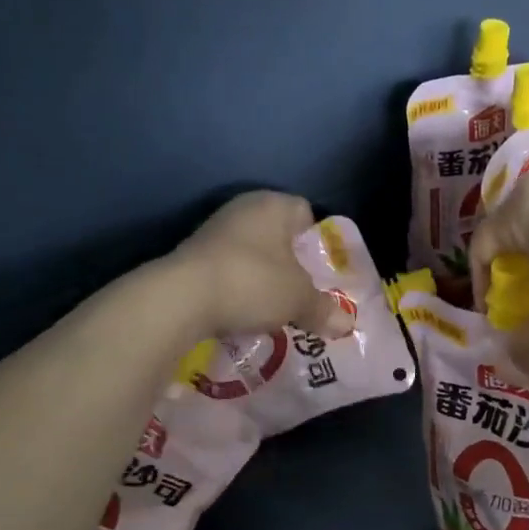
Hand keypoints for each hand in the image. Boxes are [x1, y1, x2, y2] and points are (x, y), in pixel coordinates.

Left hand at [169, 191, 354, 337]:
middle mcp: (243, 209)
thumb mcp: (299, 299)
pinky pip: (228, 269)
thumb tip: (347, 324)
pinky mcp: (192, 256)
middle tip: (303, 292)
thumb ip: (324, 309)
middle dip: (290, 262)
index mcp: (273, 205)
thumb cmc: (253, 283)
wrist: (181, 298)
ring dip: (263, 276)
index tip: (320, 270)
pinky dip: (238, 287)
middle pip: (277, 234)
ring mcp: (213, 231)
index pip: (305, 212)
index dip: (316, 240)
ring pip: (252, 252)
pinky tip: (243, 311)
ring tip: (274, 307)